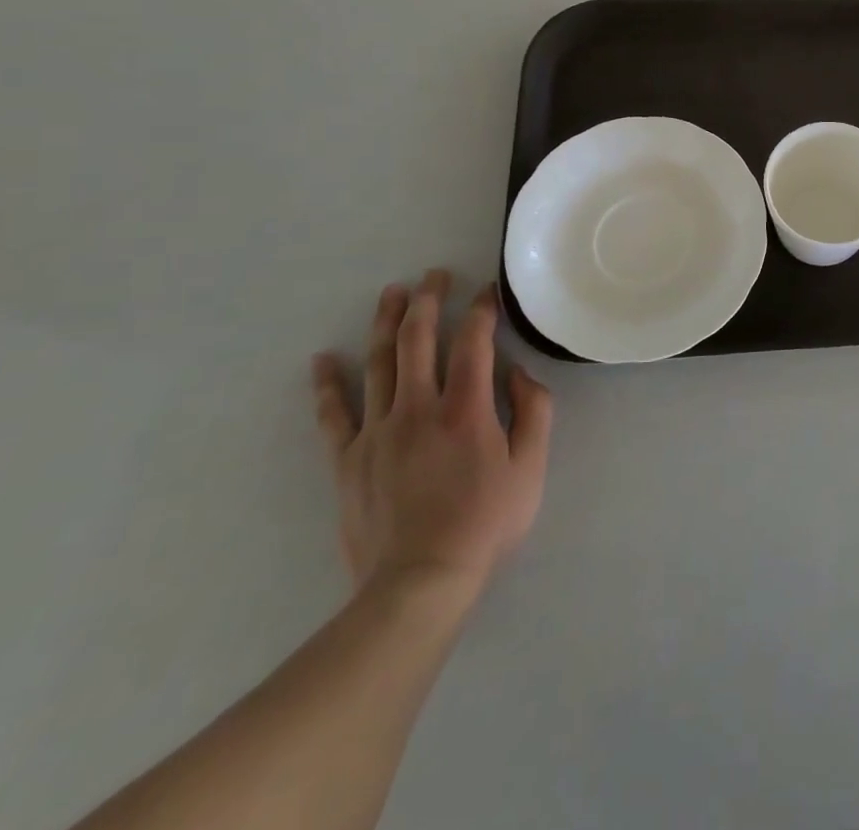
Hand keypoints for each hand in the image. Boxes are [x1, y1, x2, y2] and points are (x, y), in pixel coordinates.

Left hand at [312, 270, 552, 599]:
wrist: (418, 582)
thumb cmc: (484, 523)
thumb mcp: (530, 468)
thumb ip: (534, 413)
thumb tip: (519, 374)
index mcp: (466, 408)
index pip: (473, 341)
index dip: (481, 311)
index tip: (487, 293)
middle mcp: (418, 408)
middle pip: (418, 339)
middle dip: (428, 300)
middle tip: (434, 275)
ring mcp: (377, 432)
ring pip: (379, 363)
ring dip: (386, 323)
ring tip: (392, 293)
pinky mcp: (348, 459)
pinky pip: (334, 414)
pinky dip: (328, 384)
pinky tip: (323, 359)